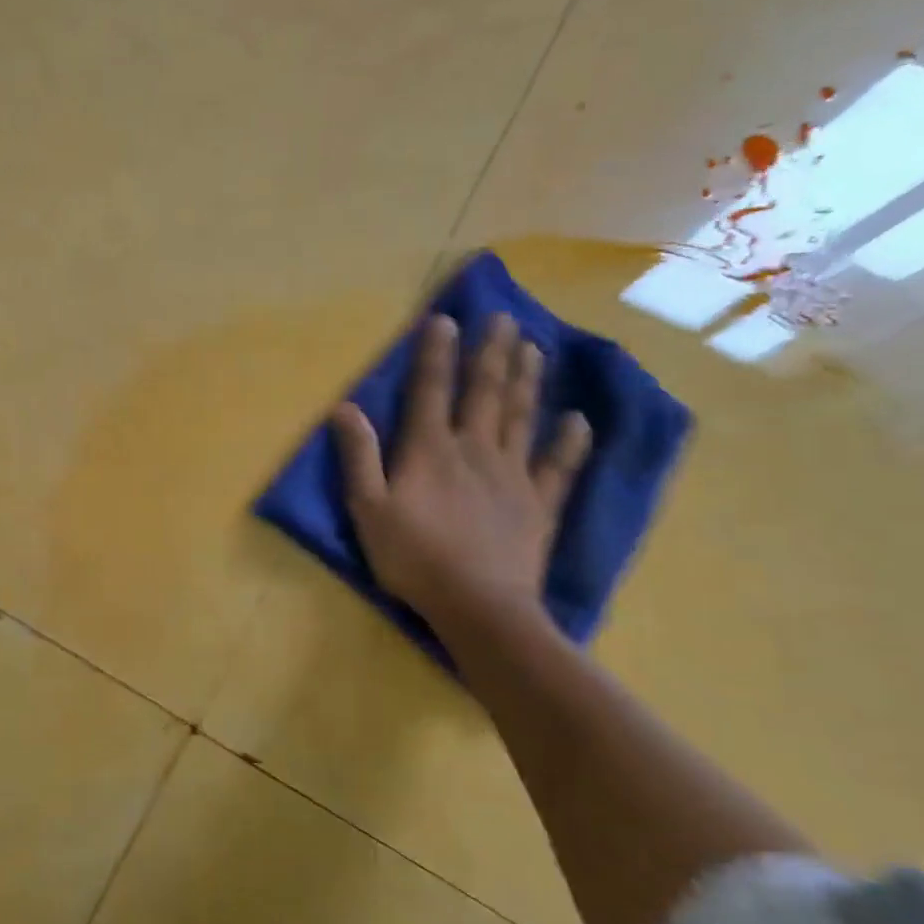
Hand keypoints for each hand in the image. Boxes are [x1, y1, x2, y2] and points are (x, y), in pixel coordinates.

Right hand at [330, 312, 590, 646]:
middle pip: (485, 392)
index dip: (436, 353)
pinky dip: (570, 442)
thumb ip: (358, 457)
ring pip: (521, 416)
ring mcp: (513, 475)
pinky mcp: (539, 504)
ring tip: (534, 346)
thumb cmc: (413, 558)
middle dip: (492, 352)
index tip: (445, 319)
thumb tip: (345, 408)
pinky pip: (559, 467)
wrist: (478, 606)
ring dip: (527, 379)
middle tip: (504, 317)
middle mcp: (474, 449)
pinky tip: (578, 421)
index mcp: (430, 450)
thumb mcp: (368, 510)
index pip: (431, 390)